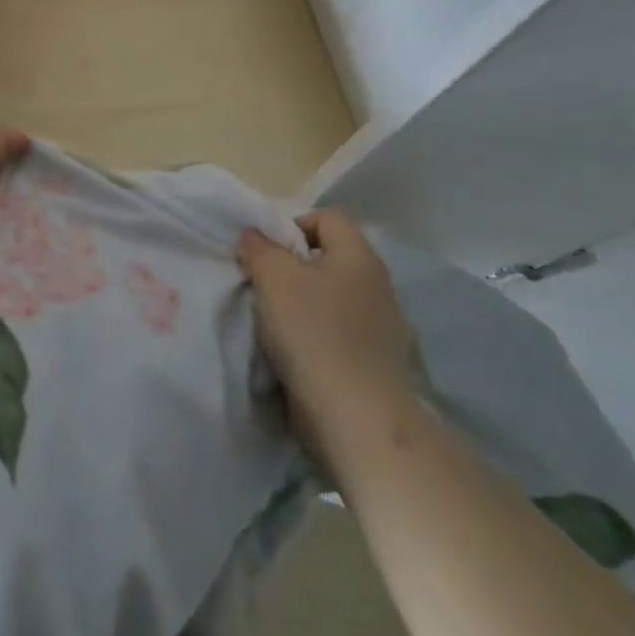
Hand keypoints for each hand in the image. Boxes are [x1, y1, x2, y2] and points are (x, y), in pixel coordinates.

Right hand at [236, 211, 416, 453]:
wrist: (356, 418)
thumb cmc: (314, 334)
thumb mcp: (274, 279)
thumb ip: (259, 249)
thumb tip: (253, 236)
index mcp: (359, 256)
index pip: (327, 218)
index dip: (292, 225)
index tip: (264, 252)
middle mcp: (376, 285)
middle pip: (327, 259)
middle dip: (291, 269)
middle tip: (262, 286)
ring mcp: (380, 327)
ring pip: (330, 299)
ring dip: (300, 306)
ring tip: (271, 323)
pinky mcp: (374, 363)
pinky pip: (337, 334)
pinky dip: (314, 338)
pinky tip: (292, 354)